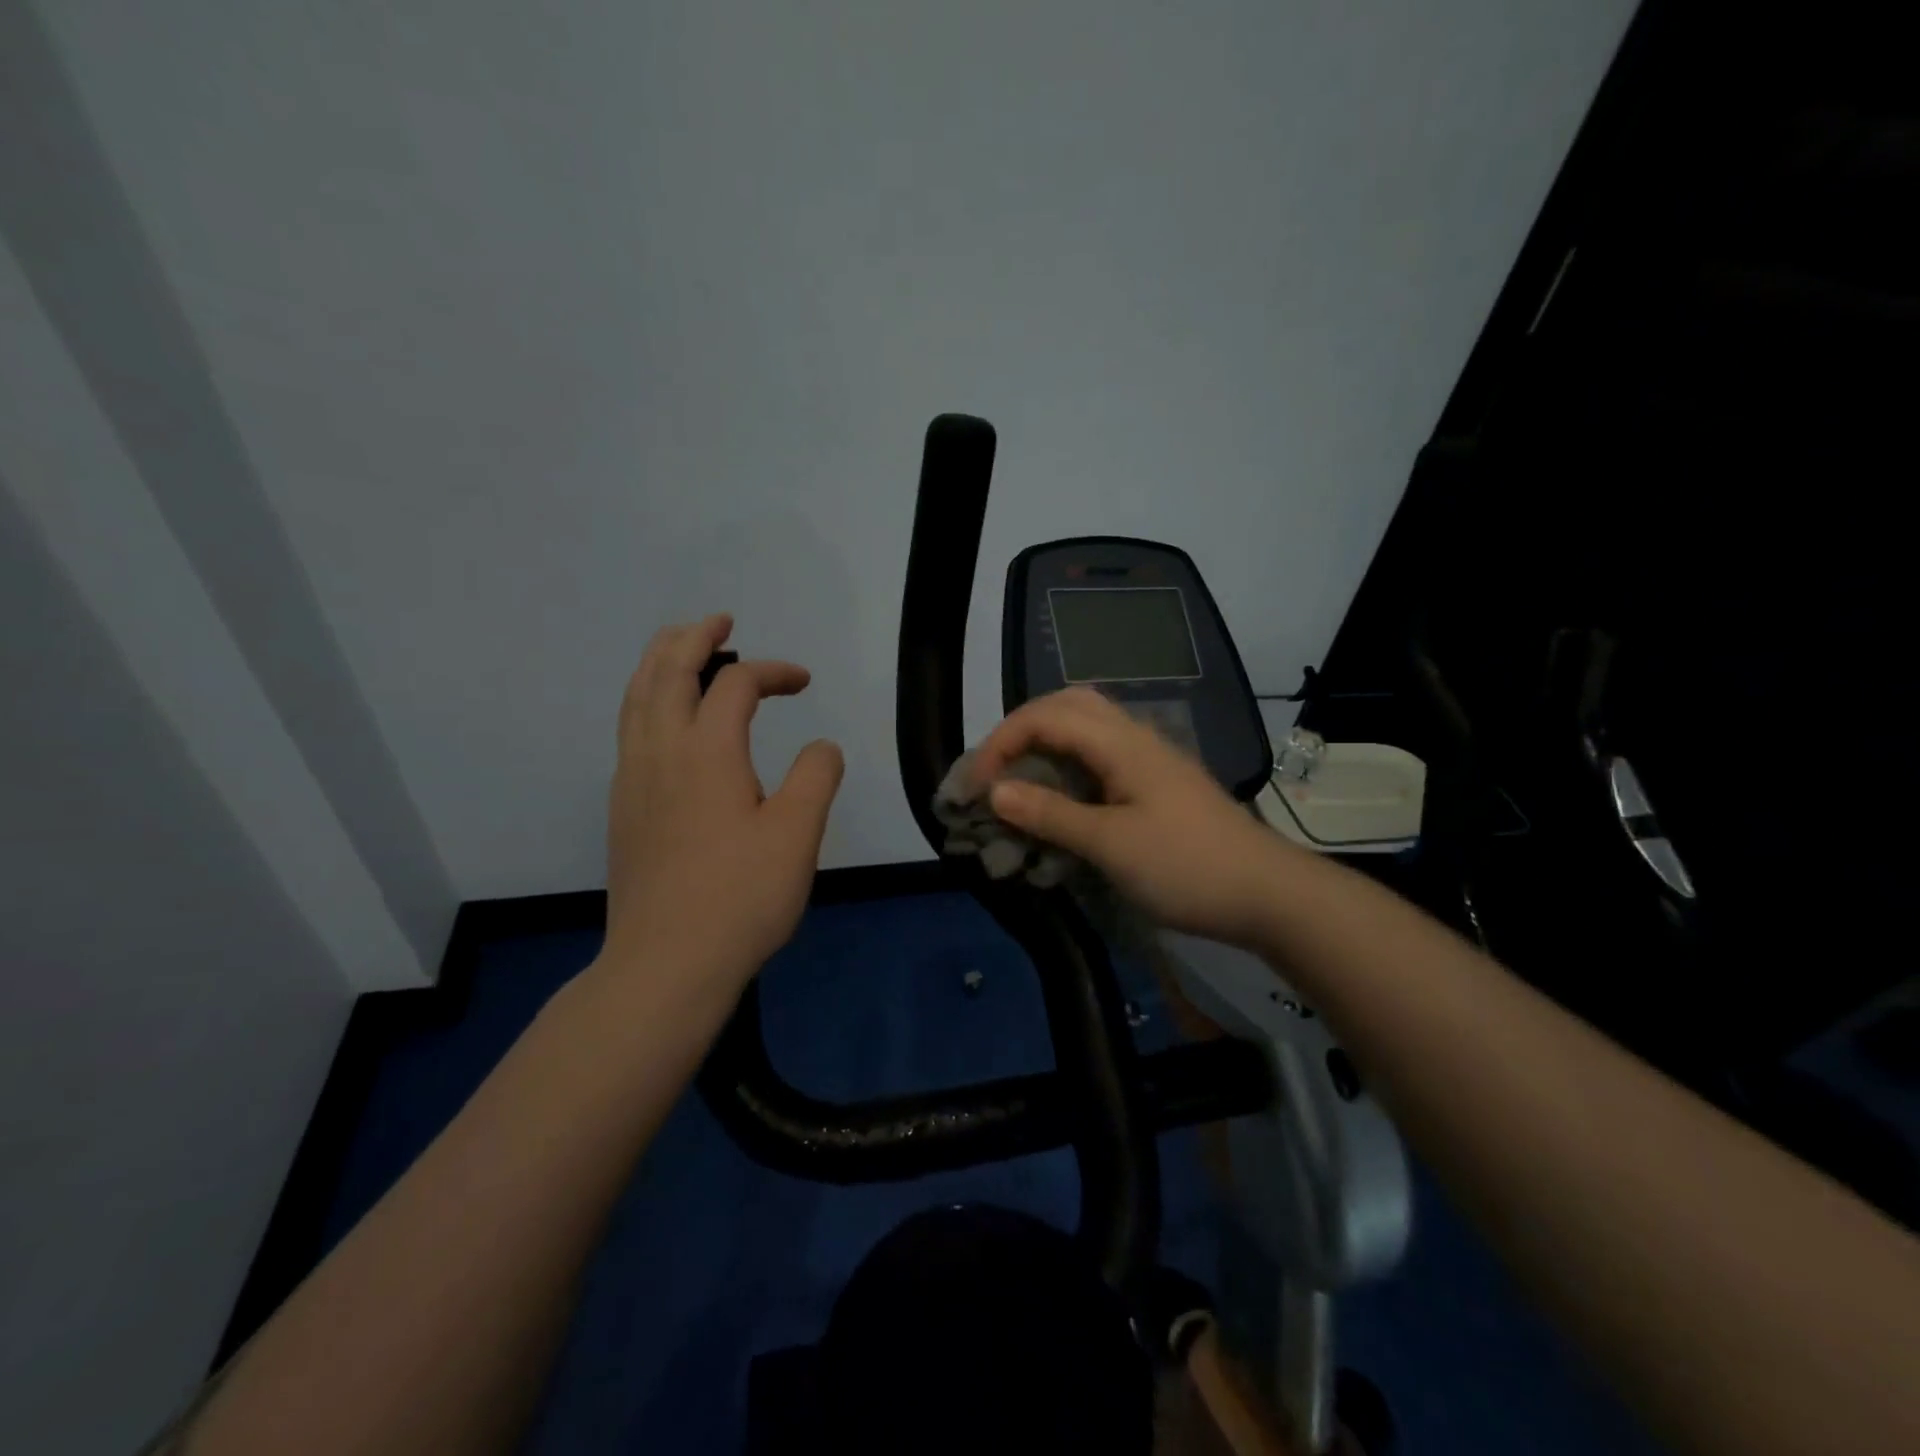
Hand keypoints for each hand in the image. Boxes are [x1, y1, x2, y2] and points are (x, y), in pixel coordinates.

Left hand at [602, 614, 843, 987]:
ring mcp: (632, 779)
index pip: (736, 684)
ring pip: (636, 697)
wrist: (666, 964)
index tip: (804, 682)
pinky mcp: (622, 808)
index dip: (773, 671)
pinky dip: (647, 699)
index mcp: (706, 751)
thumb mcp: (797, 834)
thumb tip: (821, 747)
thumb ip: (816, 777)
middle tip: (720, 621)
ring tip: (683, 649)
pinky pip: (629, 728)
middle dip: (694, 637)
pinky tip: (665, 719)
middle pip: (666, 670)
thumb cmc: (740, 897)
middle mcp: (660, 751)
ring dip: (661, 661)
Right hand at [975, 687, 1294, 946]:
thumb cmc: (1187, 867)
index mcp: (1121, 743)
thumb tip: (994, 792)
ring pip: (1085, 728)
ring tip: (1019, 781)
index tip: (974, 786)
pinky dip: (1067, 767)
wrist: (1267, 894)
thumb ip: (1051, 815)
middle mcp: (1133, 737)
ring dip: (1045, 745)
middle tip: (994, 770)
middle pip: (1066, 705)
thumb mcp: (1110, 845)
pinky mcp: (1155, 783)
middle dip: (1021, 730)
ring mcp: (1148, 759)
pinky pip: (1099, 757)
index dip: (1001, 742)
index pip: (1045, 716)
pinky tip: (1059, 800)